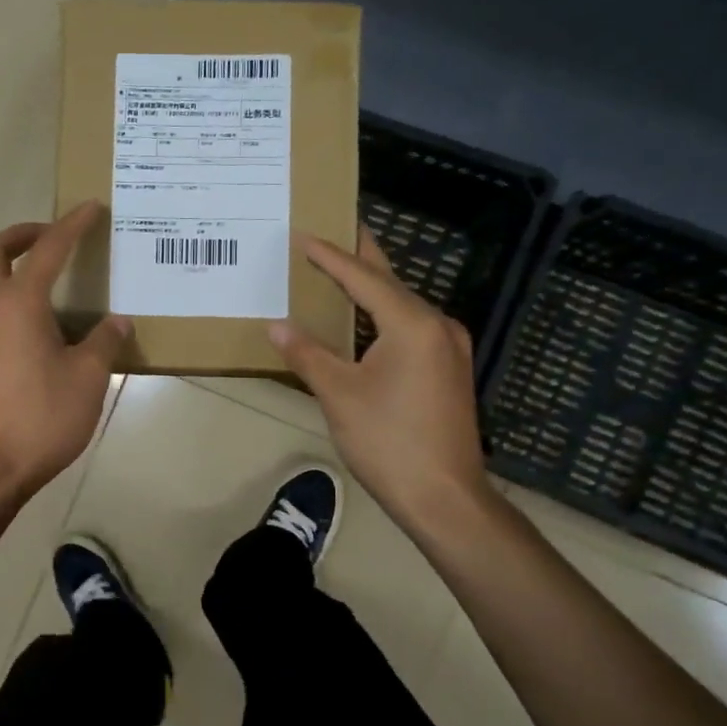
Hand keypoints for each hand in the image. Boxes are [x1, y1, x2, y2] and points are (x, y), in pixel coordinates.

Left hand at [0, 203, 128, 504]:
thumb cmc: (40, 417)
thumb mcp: (88, 378)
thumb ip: (104, 343)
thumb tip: (117, 322)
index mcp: (19, 304)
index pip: (48, 250)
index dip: (71, 225)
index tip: (91, 208)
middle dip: (22, 234)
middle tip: (52, 236)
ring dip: (15, 270)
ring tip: (55, 284)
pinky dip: (12, 300)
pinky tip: (43, 328)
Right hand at [268, 229, 493, 530]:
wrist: (445, 498)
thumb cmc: (389, 442)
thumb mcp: (339, 395)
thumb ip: (307, 354)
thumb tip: (276, 325)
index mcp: (412, 324)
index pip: (364, 278)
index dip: (331, 257)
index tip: (304, 235)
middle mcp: (438, 326)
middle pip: (391, 281)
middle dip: (360, 256)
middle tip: (335, 227)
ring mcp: (450, 348)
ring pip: (403, 305)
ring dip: (372, 287)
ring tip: (342, 268)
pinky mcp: (449, 370)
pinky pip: (412, 327)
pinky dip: (384, 315)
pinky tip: (365, 319)